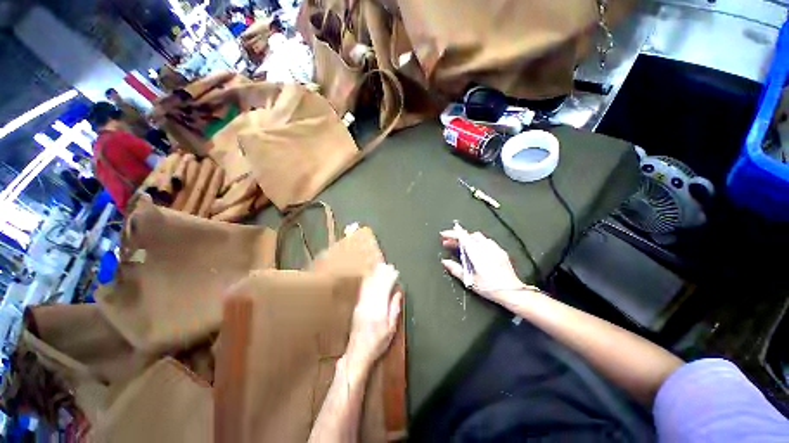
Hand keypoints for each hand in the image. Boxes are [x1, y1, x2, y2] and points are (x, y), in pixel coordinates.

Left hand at [345, 263, 402, 369]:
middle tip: (388, 265)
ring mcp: (361, 305)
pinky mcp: (357, 306)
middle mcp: (368, 305)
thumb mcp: (391, 330)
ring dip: (375, 274)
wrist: (357, 354)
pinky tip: (370, 276)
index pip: (385, 289)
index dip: (390, 278)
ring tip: (380, 265)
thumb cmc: (377, 344)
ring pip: (369, 285)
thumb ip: (394, 309)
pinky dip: (368, 280)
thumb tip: (397, 293)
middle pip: (376, 285)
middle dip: (383, 273)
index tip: (395, 271)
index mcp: (378, 311)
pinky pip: (363, 290)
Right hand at [440, 229, 532, 304]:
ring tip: (461, 246)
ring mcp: (495, 248)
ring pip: (479, 237)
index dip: (452, 234)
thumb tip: (445, 261)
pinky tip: (476, 250)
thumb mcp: (470, 280)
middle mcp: (486, 247)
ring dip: (468, 238)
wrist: (513, 292)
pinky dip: (477, 242)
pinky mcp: (501, 252)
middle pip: (470, 235)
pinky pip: (487, 241)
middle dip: (458, 237)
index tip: (443, 234)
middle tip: (449, 243)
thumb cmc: (489, 287)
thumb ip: (456, 269)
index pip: (463, 237)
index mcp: (477, 253)